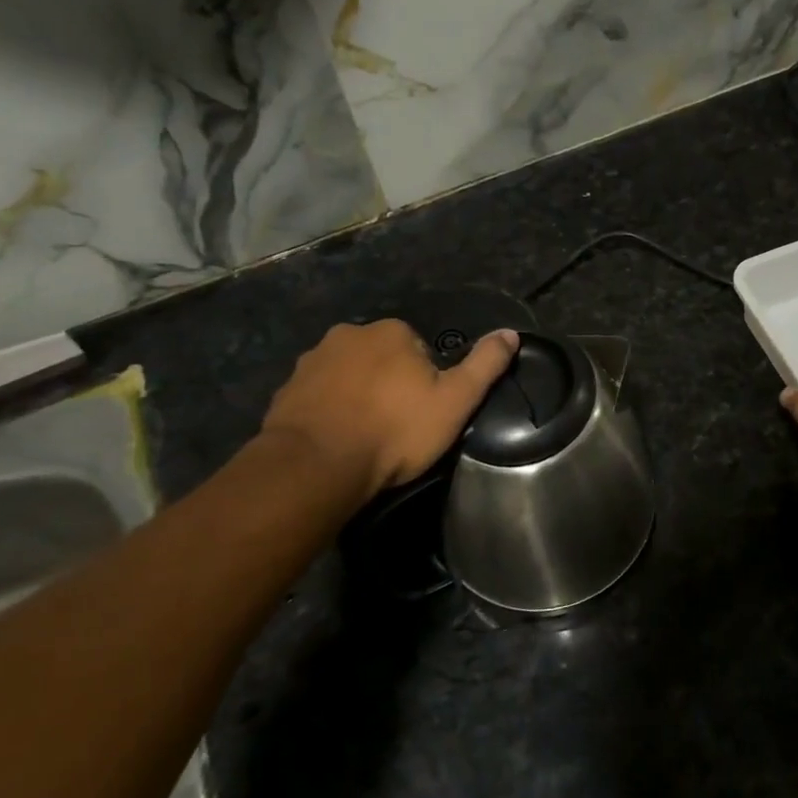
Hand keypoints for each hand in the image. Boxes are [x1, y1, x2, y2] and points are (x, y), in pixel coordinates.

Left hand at [261, 320, 519, 494]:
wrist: (316, 466)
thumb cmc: (395, 430)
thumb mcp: (456, 401)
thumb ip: (485, 365)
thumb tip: (511, 333)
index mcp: (391, 331)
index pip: (419, 349)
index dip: (426, 381)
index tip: (424, 413)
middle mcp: (348, 334)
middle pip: (382, 358)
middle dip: (389, 384)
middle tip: (397, 426)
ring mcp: (311, 361)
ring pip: (348, 375)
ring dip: (357, 396)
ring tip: (366, 437)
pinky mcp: (285, 390)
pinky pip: (318, 396)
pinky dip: (329, 412)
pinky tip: (337, 440)